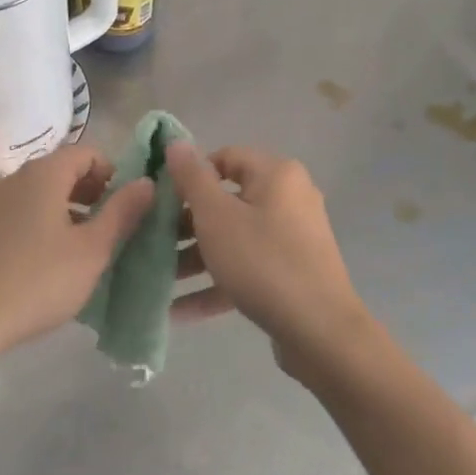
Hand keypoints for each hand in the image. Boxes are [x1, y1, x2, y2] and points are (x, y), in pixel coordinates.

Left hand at [0, 145, 154, 368]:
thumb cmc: (39, 280)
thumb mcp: (92, 250)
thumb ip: (122, 212)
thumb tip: (147, 182)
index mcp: (44, 173)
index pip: (87, 152)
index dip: (113, 172)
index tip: (128, 205)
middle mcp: (16, 177)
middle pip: (63, 170)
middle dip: (93, 192)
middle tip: (113, 226)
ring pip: (43, 193)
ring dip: (70, 210)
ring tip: (88, 246)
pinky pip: (23, 212)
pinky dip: (45, 223)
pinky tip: (53, 260)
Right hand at [166, 143, 372, 376]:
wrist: (321, 332)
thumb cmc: (263, 262)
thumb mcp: (216, 217)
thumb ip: (192, 179)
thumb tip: (175, 142)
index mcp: (276, 175)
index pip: (224, 158)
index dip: (190, 176)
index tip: (160, 201)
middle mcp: (289, 199)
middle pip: (227, 201)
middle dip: (186, 225)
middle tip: (154, 243)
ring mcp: (293, 239)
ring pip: (235, 239)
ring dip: (196, 258)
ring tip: (160, 280)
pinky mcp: (292, 274)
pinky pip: (248, 269)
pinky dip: (218, 284)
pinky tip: (181, 311)